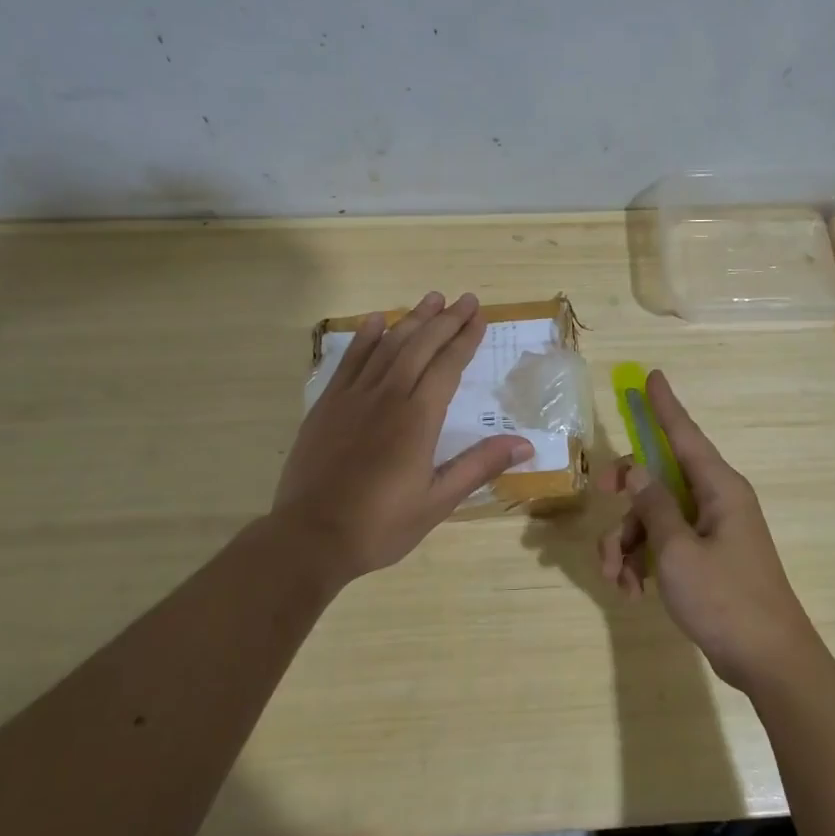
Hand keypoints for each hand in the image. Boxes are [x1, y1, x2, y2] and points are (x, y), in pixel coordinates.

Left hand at [274, 292, 532, 584]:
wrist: (310, 537)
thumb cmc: (380, 525)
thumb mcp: (437, 501)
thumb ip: (478, 466)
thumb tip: (524, 444)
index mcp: (418, 419)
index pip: (448, 366)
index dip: (465, 339)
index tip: (479, 317)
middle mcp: (387, 396)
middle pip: (420, 346)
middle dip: (445, 320)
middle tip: (465, 299)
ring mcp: (353, 397)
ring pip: (387, 346)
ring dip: (411, 320)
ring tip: (430, 299)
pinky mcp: (327, 405)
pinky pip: (350, 360)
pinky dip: (364, 337)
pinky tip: (376, 321)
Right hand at [595, 370, 822, 692]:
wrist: (768, 661)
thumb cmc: (725, 599)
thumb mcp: (677, 551)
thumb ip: (653, 505)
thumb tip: (636, 467)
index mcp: (719, 488)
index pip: (685, 435)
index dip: (664, 406)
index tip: (650, 376)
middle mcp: (716, 501)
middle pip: (659, 477)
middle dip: (626, 493)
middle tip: (600, 495)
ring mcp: (711, 531)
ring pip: (655, 516)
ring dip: (627, 542)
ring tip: (616, 579)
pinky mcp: (705, 559)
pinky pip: (664, 544)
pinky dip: (642, 562)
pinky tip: (631, 591)